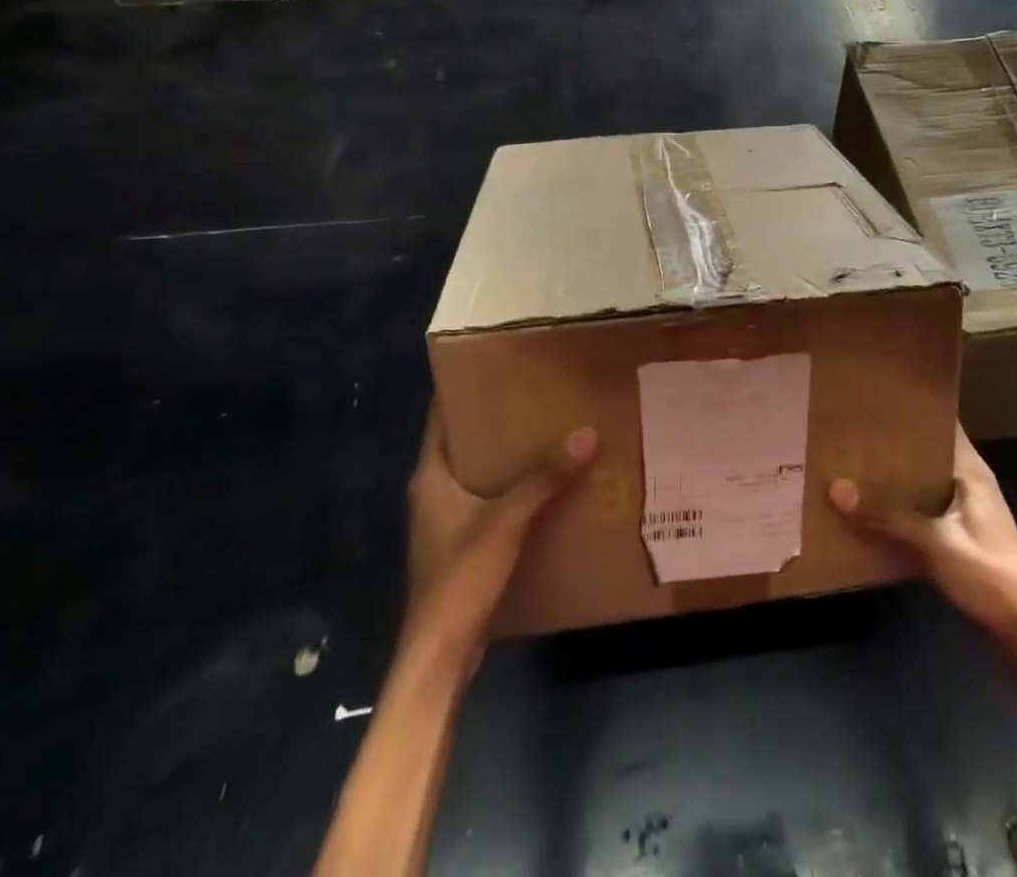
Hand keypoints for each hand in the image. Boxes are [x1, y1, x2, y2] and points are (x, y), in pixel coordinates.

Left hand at [404, 406, 596, 669]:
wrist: (440, 654)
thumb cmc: (461, 577)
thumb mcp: (507, 521)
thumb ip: (544, 478)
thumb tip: (586, 433)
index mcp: (430, 476)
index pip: (440, 418)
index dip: (460, 389)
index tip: (491, 363)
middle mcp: (433, 492)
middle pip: (462, 442)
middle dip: (494, 419)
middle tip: (533, 391)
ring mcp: (444, 520)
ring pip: (476, 472)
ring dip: (505, 455)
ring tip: (545, 428)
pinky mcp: (460, 544)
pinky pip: (487, 500)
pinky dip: (509, 487)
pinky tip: (543, 482)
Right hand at [830, 427, 1016, 642]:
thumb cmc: (990, 573)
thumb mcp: (936, 542)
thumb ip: (888, 516)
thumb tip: (835, 488)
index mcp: (970, 470)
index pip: (941, 423)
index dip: (912, 409)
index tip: (875, 397)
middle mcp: (966, 482)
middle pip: (926, 452)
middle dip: (892, 444)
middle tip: (850, 430)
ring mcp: (963, 510)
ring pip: (921, 483)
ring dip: (893, 478)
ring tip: (850, 463)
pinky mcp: (957, 536)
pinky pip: (921, 510)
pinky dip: (898, 507)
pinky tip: (868, 509)